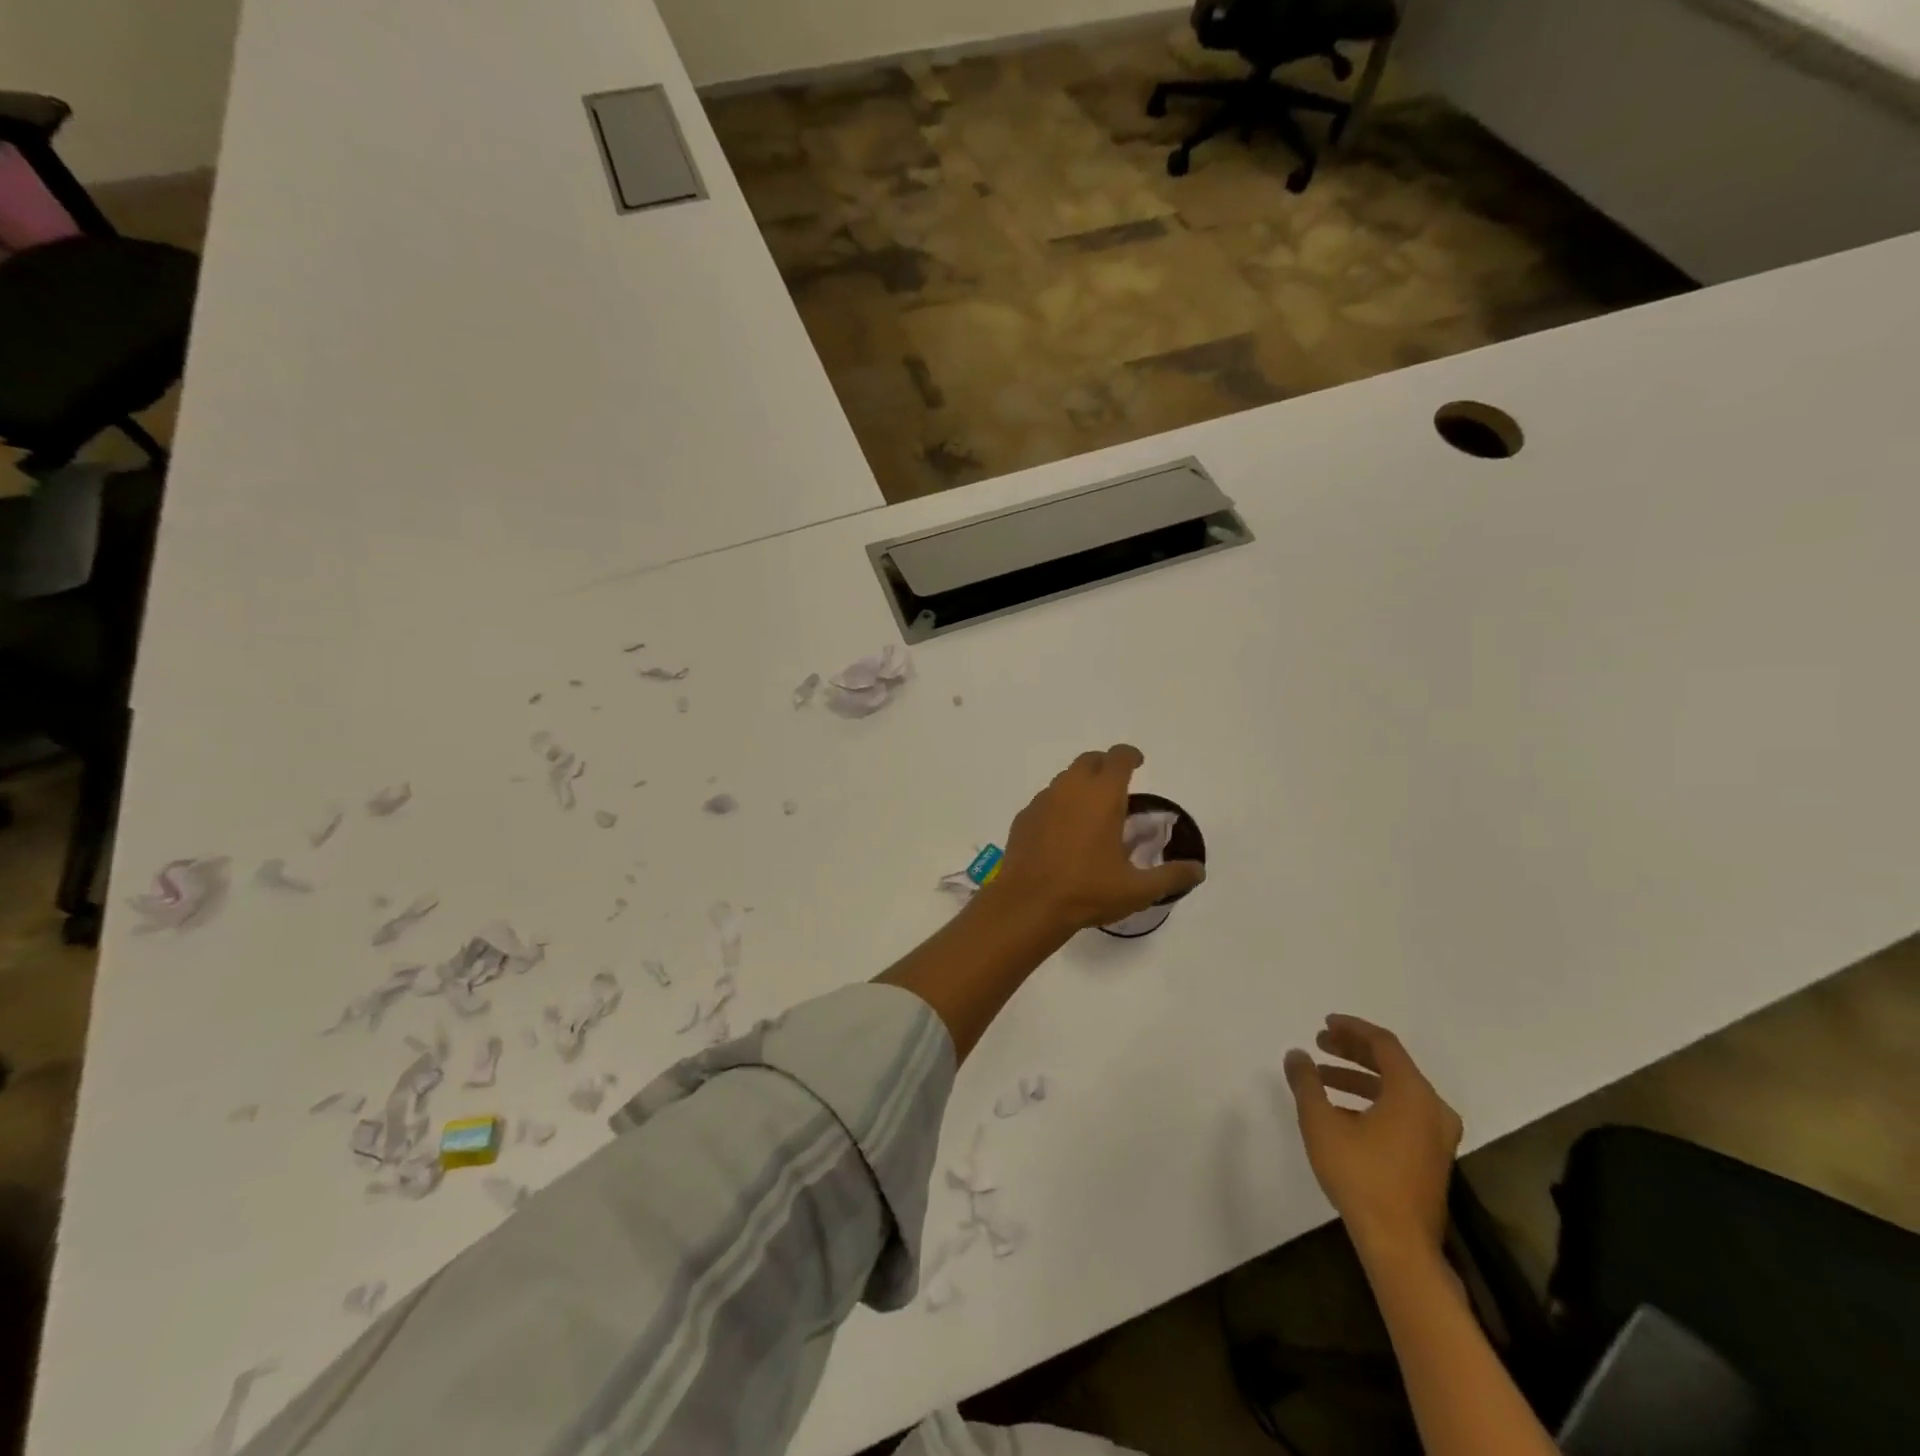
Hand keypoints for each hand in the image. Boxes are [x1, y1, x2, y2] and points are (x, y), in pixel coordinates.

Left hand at [985, 744, 1203, 933]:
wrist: (1029, 904)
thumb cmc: (1087, 890)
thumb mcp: (1137, 889)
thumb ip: (1171, 876)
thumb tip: (1198, 870)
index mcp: (1102, 795)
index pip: (1119, 757)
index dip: (1131, 756)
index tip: (1139, 764)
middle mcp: (1071, 788)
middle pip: (1089, 760)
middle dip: (1105, 766)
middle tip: (1117, 788)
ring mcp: (1043, 800)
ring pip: (1065, 779)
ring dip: (1081, 786)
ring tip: (1092, 813)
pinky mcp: (1024, 817)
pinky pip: (1046, 800)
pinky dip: (1059, 806)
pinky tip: (1063, 833)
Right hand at [1283, 1015, 1461, 1261]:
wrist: (1400, 1245)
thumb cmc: (1360, 1176)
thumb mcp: (1321, 1122)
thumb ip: (1306, 1082)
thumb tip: (1297, 1054)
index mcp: (1413, 1094)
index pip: (1383, 1044)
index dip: (1352, 1029)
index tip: (1324, 1024)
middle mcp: (1433, 1108)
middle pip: (1392, 1064)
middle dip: (1352, 1052)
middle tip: (1320, 1044)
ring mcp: (1437, 1136)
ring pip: (1396, 1090)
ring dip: (1358, 1078)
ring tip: (1322, 1079)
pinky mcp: (1432, 1157)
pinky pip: (1402, 1111)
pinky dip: (1372, 1101)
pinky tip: (1342, 1112)